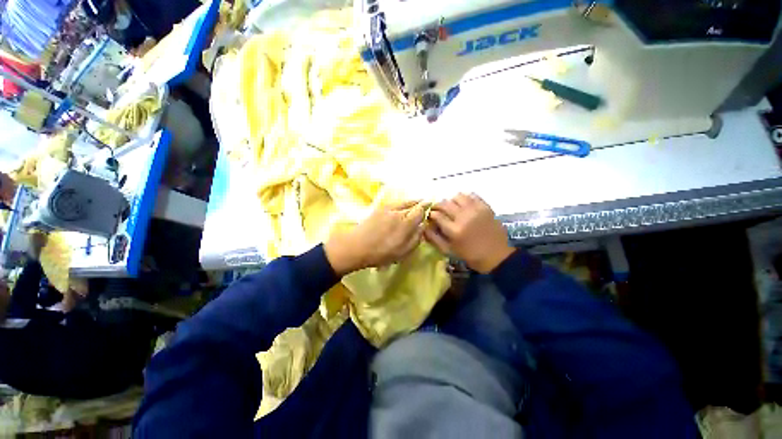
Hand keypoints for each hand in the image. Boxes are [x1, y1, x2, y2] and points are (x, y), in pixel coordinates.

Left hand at [325, 201, 425, 275]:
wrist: (356, 246)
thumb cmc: (381, 253)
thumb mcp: (403, 251)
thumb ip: (416, 238)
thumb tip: (422, 226)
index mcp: (406, 222)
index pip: (421, 210)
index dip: (427, 208)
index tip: (430, 208)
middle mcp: (399, 211)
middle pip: (413, 203)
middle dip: (420, 203)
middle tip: (425, 204)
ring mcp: (388, 208)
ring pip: (404, 201)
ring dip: (411, 202)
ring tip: (414, 204)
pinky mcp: (379, 208)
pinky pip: (395, 202)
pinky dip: (401, 203)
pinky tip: (401, 207)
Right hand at [425, 193, 513, 273]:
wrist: (496, 256)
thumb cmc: (470, 256)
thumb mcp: (449, 251)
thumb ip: (434, 238)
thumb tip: (424, 227)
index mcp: (454, 230)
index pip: (436, 215)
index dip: (431, 214)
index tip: (431, 216)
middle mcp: (464, 217)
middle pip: (445, 203)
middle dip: (438, 206)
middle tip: (438, 211)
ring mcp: (476, 210)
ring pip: (457, 196)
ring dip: (451, 201)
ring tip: (452, 207)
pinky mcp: (485, 207)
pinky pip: (472, 195)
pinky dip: (465, 198)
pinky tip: (464, 205)